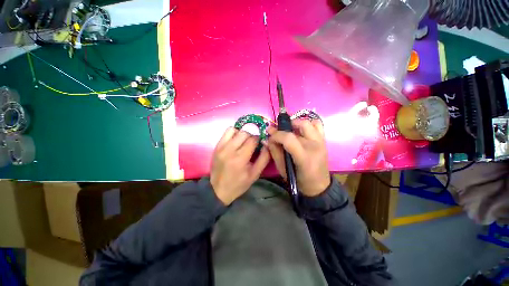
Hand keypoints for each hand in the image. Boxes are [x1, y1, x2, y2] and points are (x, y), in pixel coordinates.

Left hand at [210, 127, 269, 204]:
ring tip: (244, 141)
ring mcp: (221, 146)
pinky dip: (234, 133)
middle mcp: (229, 149)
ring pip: (235, 129)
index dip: (259, 139)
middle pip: (244, 133)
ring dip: (242, 133)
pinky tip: (236, 140)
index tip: (261, 143)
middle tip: (253, 143)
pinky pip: (227, 132)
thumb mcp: (255, 174)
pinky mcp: (217, 146)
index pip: (253, 139)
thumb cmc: (239, 184)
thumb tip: (267, 144)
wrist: (218, 190)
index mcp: (240, 158)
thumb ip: (264, 158)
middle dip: (252, 136)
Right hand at [268, 119, 330, 196]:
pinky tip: (301, 131)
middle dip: (285, 126)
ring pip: (309, 122)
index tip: (270, 136)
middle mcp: (315, 146)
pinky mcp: (323, 141)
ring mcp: (321, 142)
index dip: (277, 134)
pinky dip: (308, 124)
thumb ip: (274, 152)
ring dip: (297, 123)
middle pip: (300, 125)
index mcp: (304, 157)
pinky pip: (317, 125)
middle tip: (279, 132)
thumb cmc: (298, 180)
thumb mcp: (282, 168)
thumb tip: (267, 138)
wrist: (318, 185)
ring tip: (290, 130)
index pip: (289, 138)